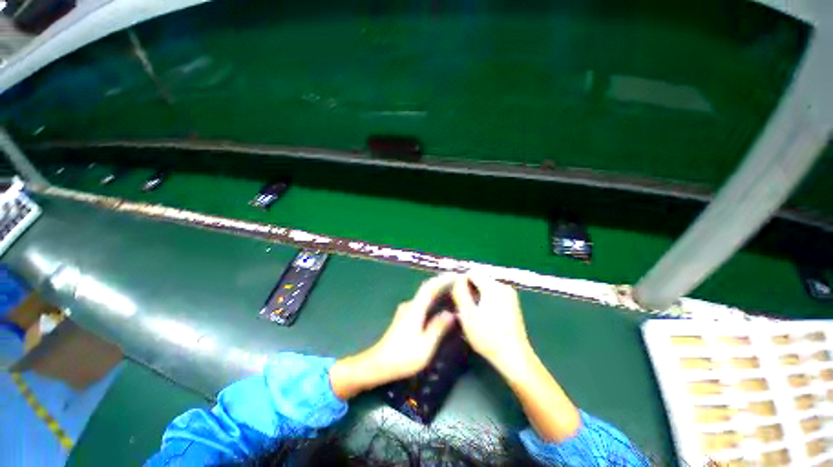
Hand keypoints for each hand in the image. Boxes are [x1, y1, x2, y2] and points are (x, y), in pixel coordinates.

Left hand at [330, 274, 456, 398]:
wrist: (377, 364)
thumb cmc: (403, 356)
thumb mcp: (425, 345)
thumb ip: (438, 328)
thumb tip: (450, 314)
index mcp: (415, 309)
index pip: (429, 287)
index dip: (442, 280)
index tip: (455, 275)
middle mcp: (410, 306)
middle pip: (427, 290)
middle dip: (441, 284)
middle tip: (457, 284)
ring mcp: (405, 311)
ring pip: (424, 297)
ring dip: (436, 292)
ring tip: (450, 294)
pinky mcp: (404, 318)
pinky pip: (421, 304)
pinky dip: (431, 301)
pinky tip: (437, 307)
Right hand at [452, 274, 530, 370]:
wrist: (514, 357)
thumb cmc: (488, 336)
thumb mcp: (467, 314)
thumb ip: (460, 292)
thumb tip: (457, 277)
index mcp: (494, 286)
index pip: (472, 273)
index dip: (461, 282)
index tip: (456, 296)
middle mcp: (504, 286)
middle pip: (480, 279)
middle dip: (469, 289)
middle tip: (462, 306)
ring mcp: (510, 295)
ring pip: (486, 287)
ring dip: (476, 295)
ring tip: (471, 312)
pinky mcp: (512, 303)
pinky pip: (494, 294)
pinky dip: (485, 300)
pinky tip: (482, 315)